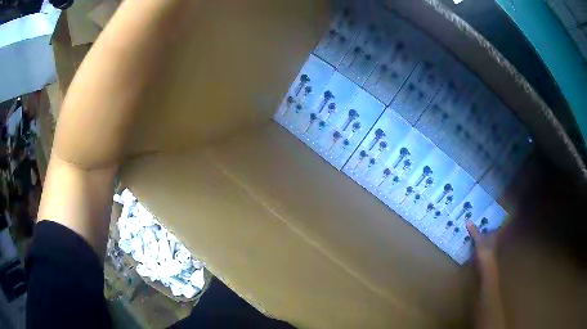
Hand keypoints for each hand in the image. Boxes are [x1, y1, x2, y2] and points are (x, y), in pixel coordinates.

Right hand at [466, 220, 498, 273]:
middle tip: (471, 222)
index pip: (491, 224)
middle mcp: (493, 238)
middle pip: (486, 231)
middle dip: (480, 228)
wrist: (485, 268)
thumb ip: (474, 231)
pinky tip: (469, 243)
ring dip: (476, 237)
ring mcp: (489, 247)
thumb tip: (468, 220)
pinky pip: (479, 246)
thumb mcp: (478, 240)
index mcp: (494, 233)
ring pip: (482, 239)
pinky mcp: (484, 254)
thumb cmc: (485, 252)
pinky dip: (475, 244)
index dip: (485, 220)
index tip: (478, 217)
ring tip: (468, 232)